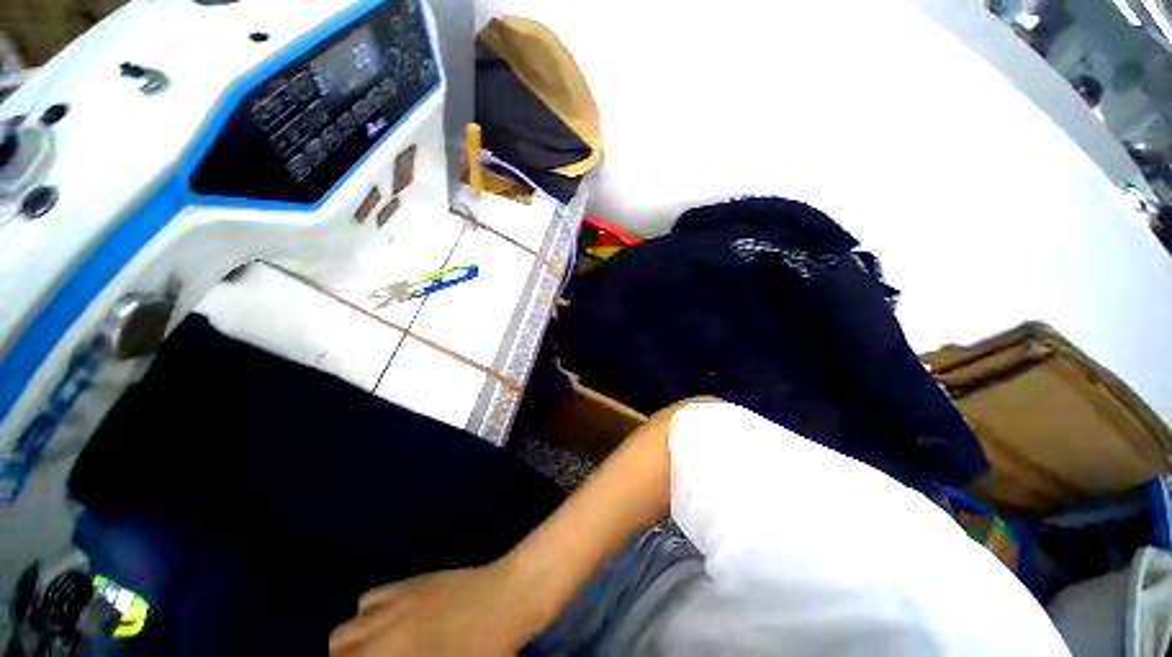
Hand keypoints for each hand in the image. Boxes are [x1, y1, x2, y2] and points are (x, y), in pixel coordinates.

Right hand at [329, 561, 540, 656]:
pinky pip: (369, 598)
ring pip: (345, 628)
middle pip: (337, 649)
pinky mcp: (410, 583)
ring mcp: (395, 604)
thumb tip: (389, 656)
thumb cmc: (486, 648)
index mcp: (394, 655)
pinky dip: (367, 614)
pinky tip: (383, 621)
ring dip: (349, 644)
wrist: (506, 596)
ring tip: (365, 653)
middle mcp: (384, 632)